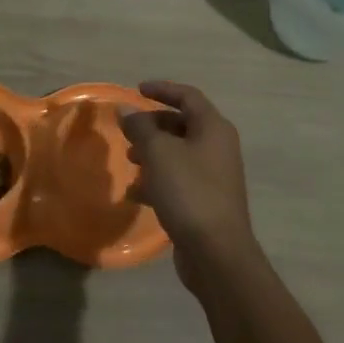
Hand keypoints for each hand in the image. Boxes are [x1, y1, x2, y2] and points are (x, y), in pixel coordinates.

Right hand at [119, 81, 257, 292]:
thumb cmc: (189, 192)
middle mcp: (218, 147)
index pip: (188, 96)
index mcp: (213, 128)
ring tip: (129, 161)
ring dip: (152, 153)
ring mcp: (214, 175)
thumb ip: (140, 128)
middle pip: (182, 124)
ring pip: (178, 153)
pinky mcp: (206, 201)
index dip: (162, 89)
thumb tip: (125, 110)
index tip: (137, 89)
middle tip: (128, 131)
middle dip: (152, 125)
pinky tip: (135, 193)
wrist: (216, 253)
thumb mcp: (158, 154)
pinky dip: (157, 180)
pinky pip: (178, 179)